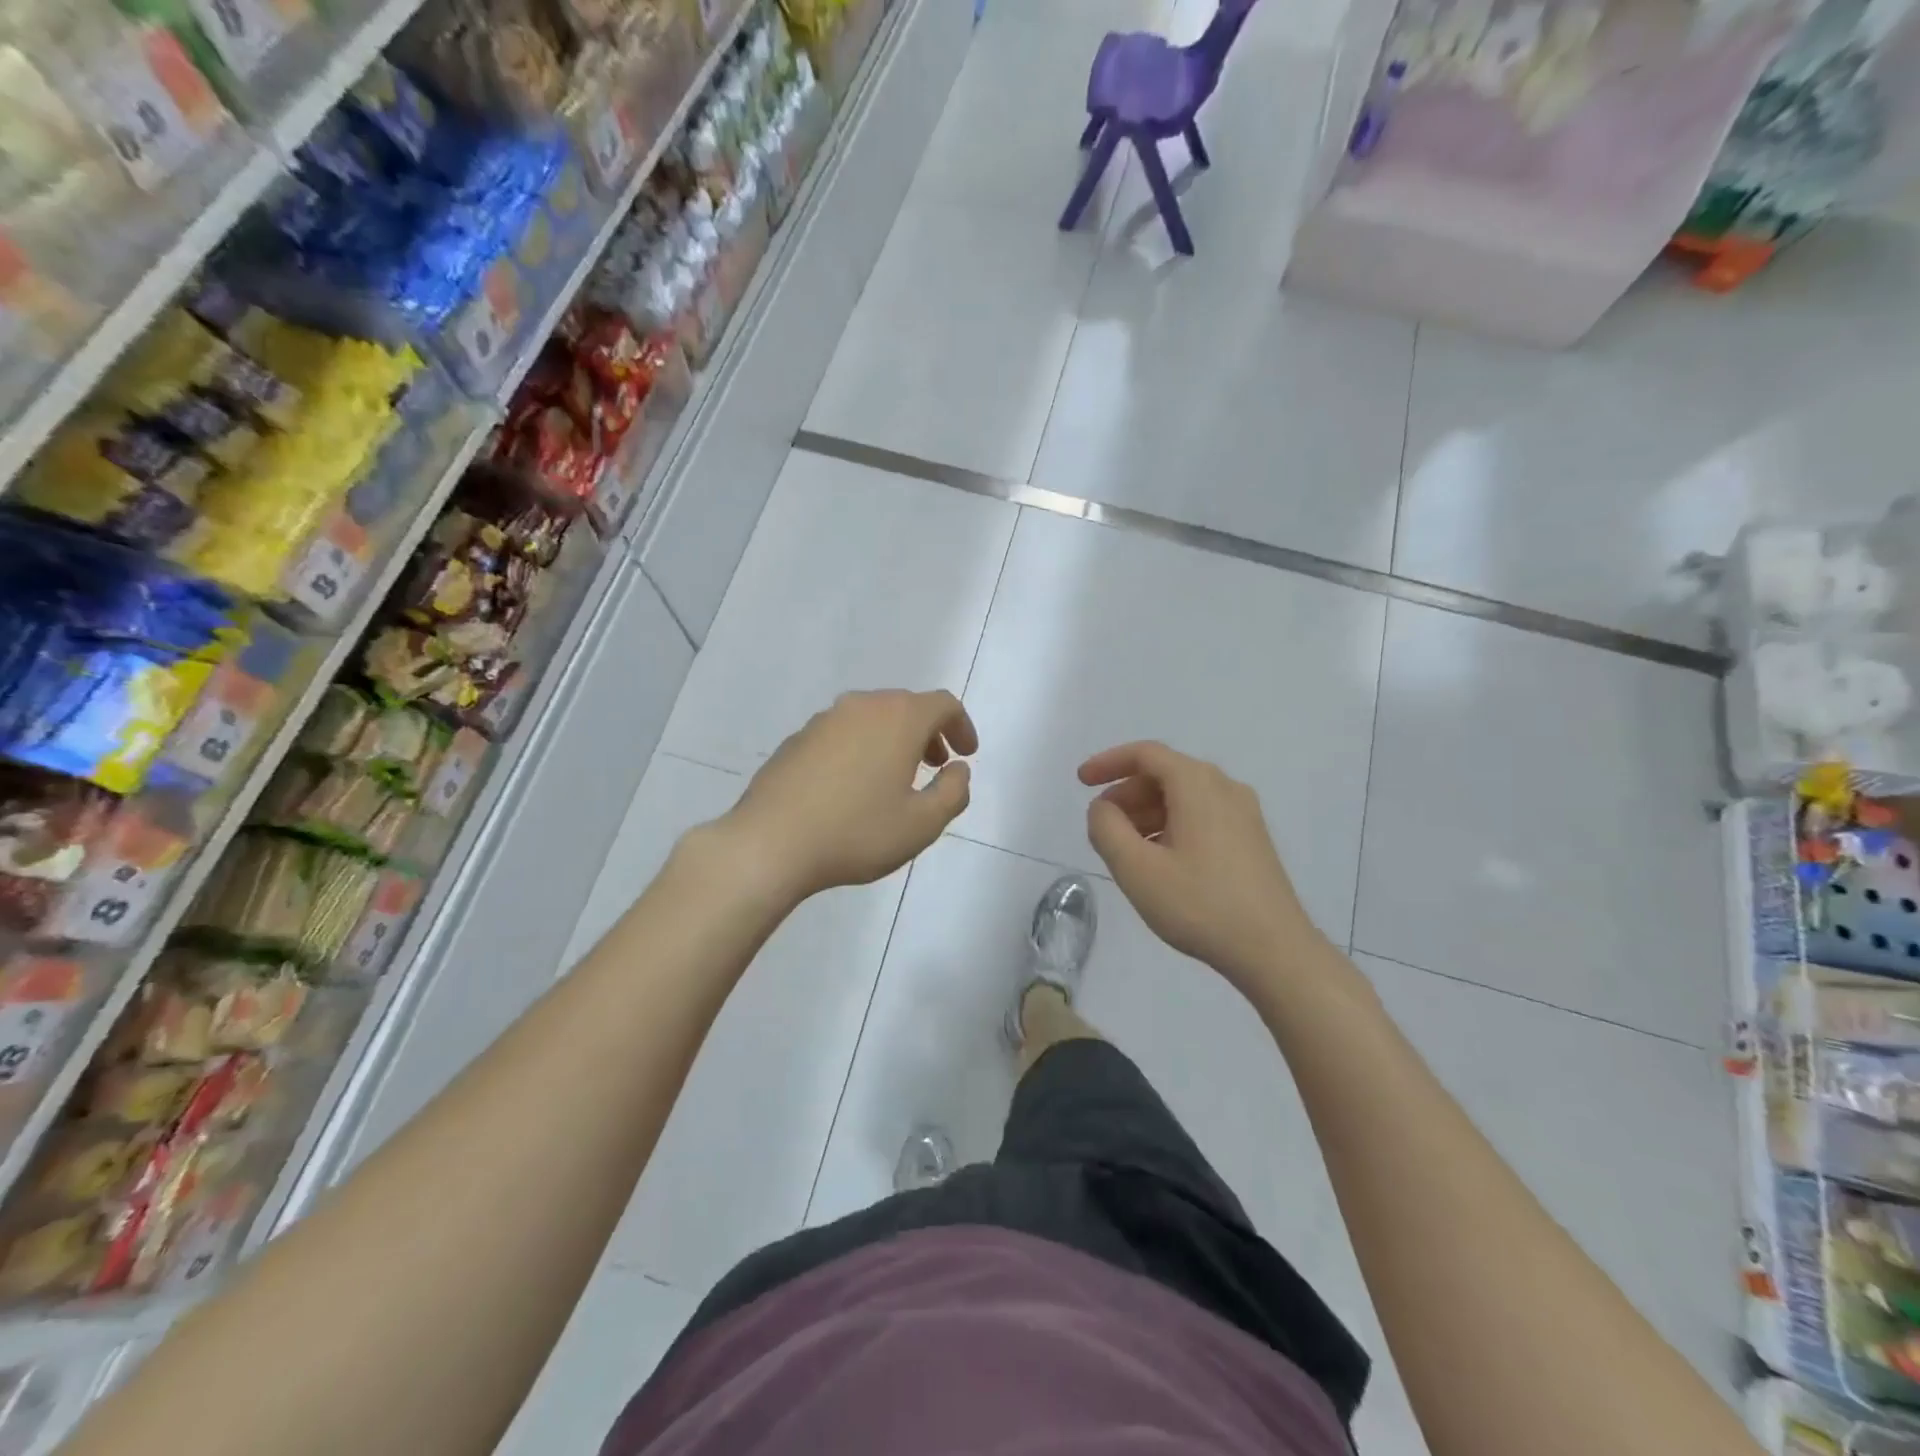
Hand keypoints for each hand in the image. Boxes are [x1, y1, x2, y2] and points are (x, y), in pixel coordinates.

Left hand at [719, 690, 977, 902]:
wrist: (770, 843)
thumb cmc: (857, 832)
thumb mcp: (922, 824)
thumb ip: (953, 792)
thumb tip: (958, 770)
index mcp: (898, 718)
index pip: (943, 704)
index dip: (962, 726)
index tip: (966, 755)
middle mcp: (862, 706)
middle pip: (906, 706)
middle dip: (928, 733)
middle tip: (935, 767)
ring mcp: (824, 720)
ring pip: (872, 718)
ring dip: (893, 740)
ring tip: (896, 779)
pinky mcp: (796, 740)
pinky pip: (843, 734)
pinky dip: (862, 749)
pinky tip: (853, 788)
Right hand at [1080, 741, 1320, 992]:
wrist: (1275, 950)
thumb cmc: (1200, 905)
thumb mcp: (1136, 869)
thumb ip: (1107, 829)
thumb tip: (1103, 808)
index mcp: (1198, 785)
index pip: (1146, 754)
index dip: (1108, 762)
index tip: (1081, 782)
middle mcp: (1225, 788)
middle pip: (1165, 774)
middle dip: (1126, 794)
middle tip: (1101, 825)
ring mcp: (1244, 814)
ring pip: (1183, 797)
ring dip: (1147, 813)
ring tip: (1125, 849)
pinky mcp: (1251, 840)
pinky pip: (1201, 816)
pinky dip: (1170, 826)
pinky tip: (1159, 862)